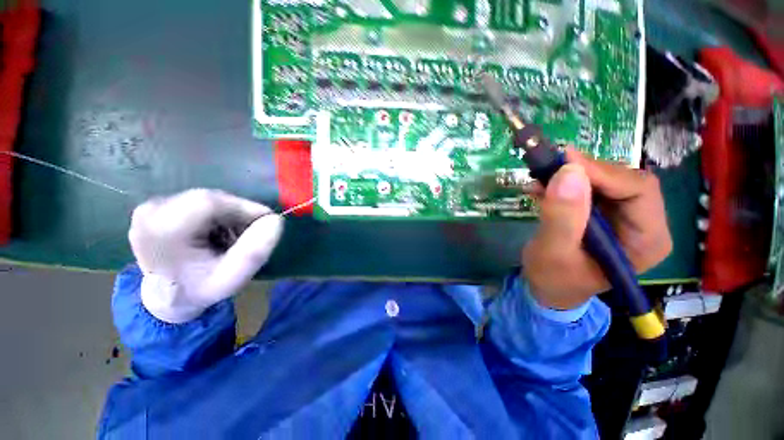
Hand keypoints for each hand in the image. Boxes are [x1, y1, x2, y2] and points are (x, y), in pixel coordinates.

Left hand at [128, 189, 282, 322]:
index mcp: (162, 231)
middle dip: (239, 213)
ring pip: (209, 199)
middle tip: (252, 233)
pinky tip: (219, 232)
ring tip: (234, 236)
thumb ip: (255, 252)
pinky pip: (201, 201)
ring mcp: (153, 206)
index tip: (267, 222)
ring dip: (230, 214)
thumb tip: (276, 220)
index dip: (245, 207)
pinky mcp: (159, 205)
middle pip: (211, 199)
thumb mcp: (233, 279)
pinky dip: (219, 214)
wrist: (167, 296)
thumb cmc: (199, 290)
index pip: (210, 203)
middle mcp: (151, 211)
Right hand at [522, 148, 671, 309]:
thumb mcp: (552, 252)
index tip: (562, 162)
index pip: (638, 190)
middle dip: (585, 172)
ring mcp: (626, 217)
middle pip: (624, 180)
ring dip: (571, 176)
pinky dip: (565, 183)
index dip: (602, 172)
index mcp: (647, 240)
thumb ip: (562, 217)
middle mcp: (645, 224)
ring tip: (539, 180)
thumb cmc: (553, 279)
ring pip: (606, 179)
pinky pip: (590, 187)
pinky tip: (542, 187)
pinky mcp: (606, 213)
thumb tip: (568, 172)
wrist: (548, 288)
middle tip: (547, 168)